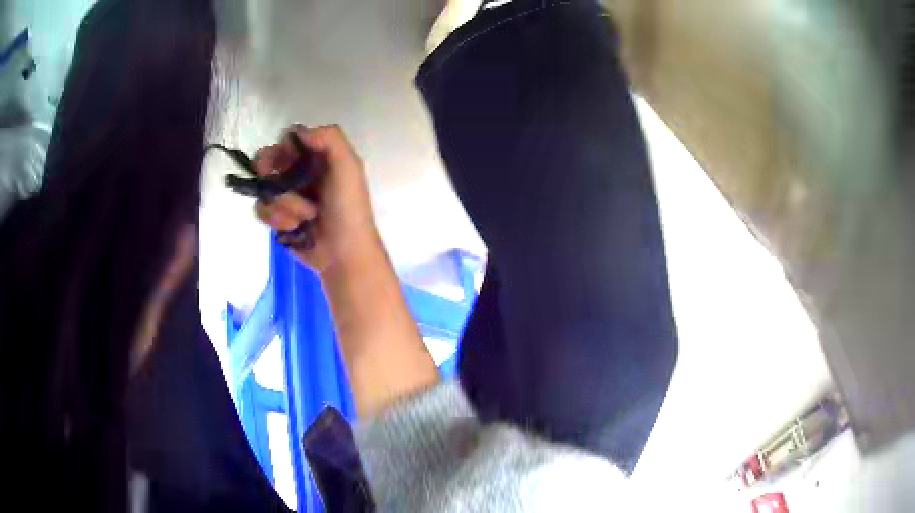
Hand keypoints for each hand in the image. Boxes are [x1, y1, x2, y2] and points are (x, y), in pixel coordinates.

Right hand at [254, 125, 381, 274]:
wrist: (344, 254)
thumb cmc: (349, 209)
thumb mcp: (348, 167)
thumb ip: (330, 139)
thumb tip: (299, 132)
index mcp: (317, 157)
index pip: (289, 139)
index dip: (283, 147)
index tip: (286, 160)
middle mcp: (299, 172)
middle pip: (268, 159)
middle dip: (269, 172)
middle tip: (273, 181)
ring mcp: (286, 196)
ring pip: (263, 187)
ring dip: (282, 204)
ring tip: (305, 217)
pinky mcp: (278, 218)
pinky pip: (262, 210)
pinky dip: (276, 220)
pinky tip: (294, 229)